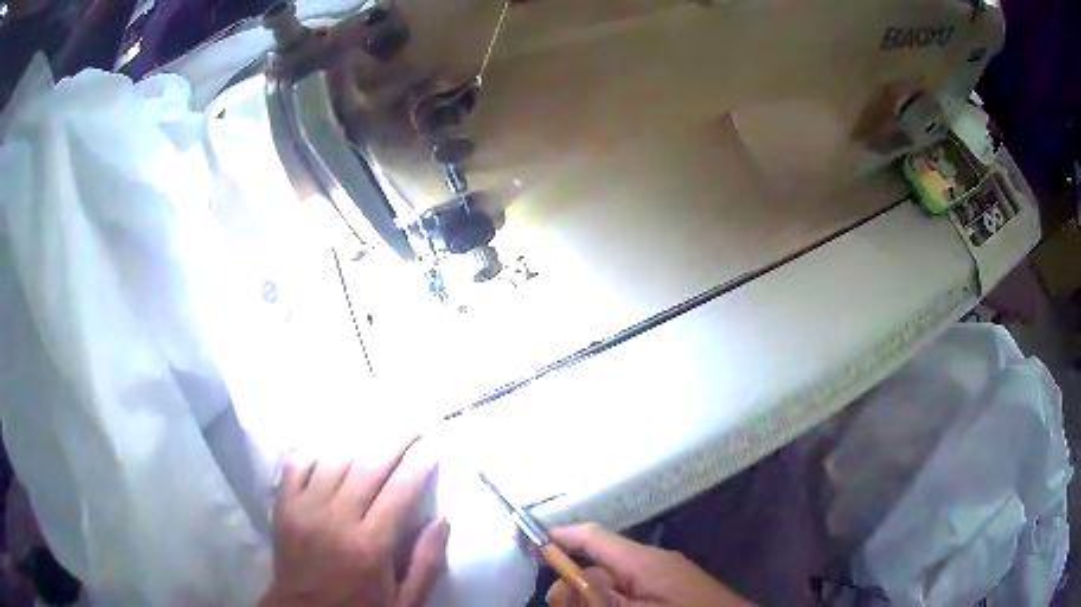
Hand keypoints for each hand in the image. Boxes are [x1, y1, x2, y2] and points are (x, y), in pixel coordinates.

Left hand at [260, 435, 448, 606]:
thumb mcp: (404, 602)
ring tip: (376, 433)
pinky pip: (296, 465)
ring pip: (334, 461)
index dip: (418, 466)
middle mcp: (336, 520)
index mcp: (370, 546)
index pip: (399, 492)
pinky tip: (329, 450)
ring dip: (358, 443)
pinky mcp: (283, 506)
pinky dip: (314, 452)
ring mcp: (305, 509)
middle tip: (412, 426)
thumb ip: (426, 563)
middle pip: (368, 467)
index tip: (432, 448)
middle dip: (394, 441)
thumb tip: (442, 520)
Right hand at [546, 524, 753, 606]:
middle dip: (573, 584)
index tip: (529, 544)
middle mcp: (652, 563)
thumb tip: (564, 585)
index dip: (560, 537)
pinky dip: (613, 601)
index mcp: (644, 562)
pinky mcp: (669, 590)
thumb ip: (598, 599)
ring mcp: (663, 576)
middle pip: (598, 565)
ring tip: (586, 604)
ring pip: (612, 582)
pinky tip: (607, 605)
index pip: (593, 536)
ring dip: (593, 597)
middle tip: (565, 604)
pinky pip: (630, 591)